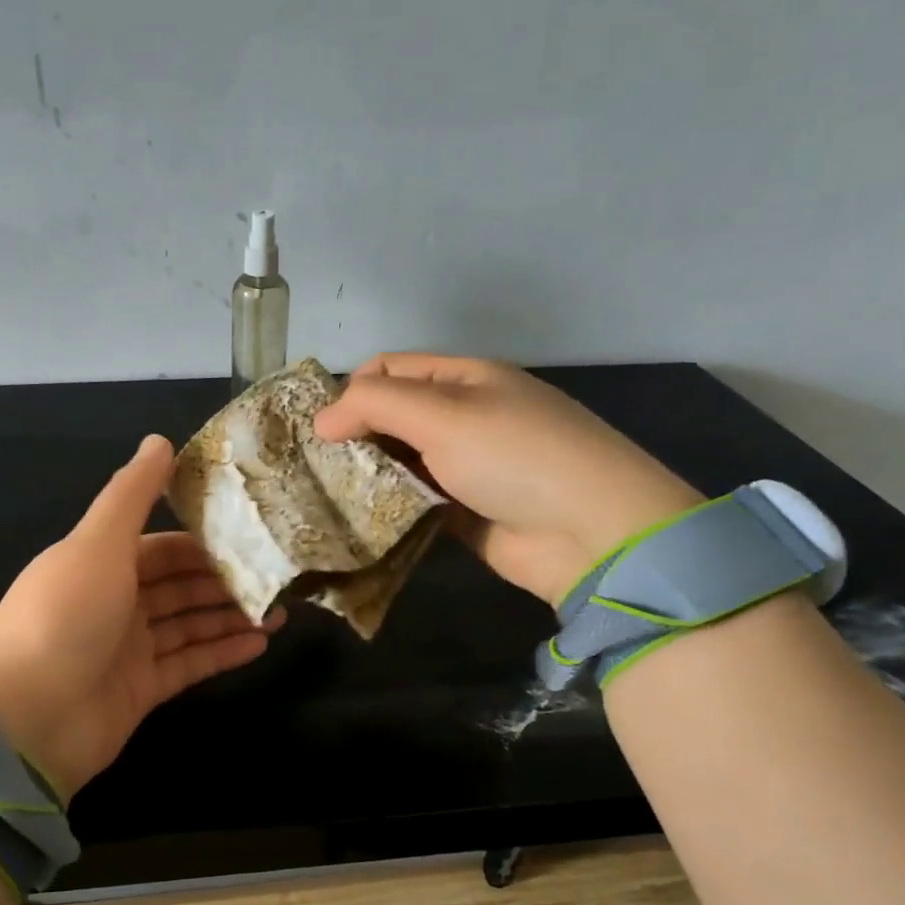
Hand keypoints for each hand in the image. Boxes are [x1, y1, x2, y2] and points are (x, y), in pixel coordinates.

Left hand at [0, 435, 281, 801]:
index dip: (201, 540)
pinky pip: (189, 665)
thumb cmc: (63, 617)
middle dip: (224, 580)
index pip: (159, 546)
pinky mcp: (140, 692)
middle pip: (178, 585)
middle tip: (277, 576)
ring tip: (281, 611)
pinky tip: (261, 642)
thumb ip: (131, 494)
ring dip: (230, 616)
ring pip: (188, 625)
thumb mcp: (98, 543)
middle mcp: (112, 602)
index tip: (250, 535)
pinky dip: (222, 653)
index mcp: (98, 563)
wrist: (26, 720)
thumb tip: (159, 440)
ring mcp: (126, 650)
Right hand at [314, 354, 701, 607]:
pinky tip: (355, 521)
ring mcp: (467, 468)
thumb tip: (320, 419)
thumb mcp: (444, 415)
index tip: (316, 426)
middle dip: (354, 436)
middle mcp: (465, 418)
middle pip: (394, 417)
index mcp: (466, 379)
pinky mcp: (465, 513)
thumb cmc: (516, 457)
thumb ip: (375, 406)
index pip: (393, 370)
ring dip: (368, 475)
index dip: (352, 390)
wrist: (592, 534)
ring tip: (323, 495)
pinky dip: (389, 508)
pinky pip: (415, 503)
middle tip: (312, 465)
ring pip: (401, 462)